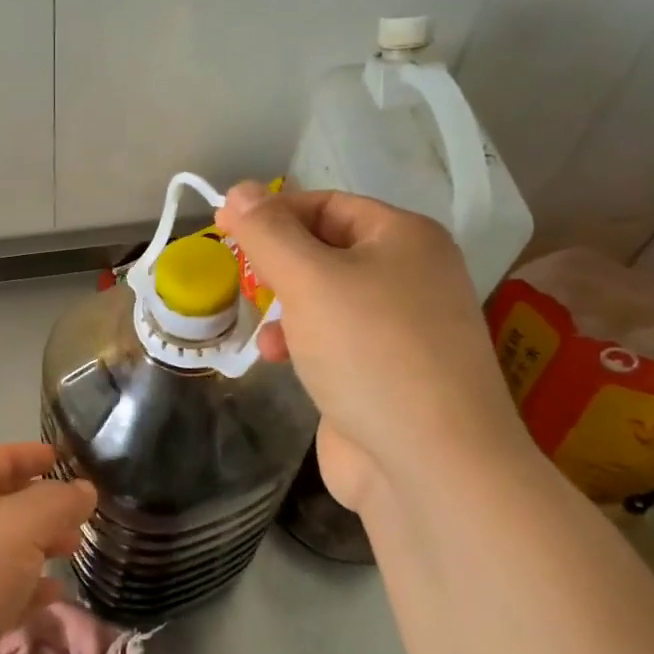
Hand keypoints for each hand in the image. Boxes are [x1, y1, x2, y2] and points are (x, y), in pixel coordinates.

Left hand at [0, 443, 96, 653]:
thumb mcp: (23, 526)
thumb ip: (59, 502)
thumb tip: (85, 489)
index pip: (1, 457)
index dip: (33, 454)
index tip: (69, 459)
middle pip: (5, 503)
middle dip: (44, 505)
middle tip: (82, 514)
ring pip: (6, 548)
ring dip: (40, 546)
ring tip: (74, 550)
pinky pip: (2, 592)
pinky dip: (29, 590)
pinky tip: (54, 595)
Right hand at [215, 184, 531, 511]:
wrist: (430, 462)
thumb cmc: (369, 352)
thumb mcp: (309, 280)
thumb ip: (268, 232)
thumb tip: (238, 190)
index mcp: (405, 238)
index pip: (327, 204)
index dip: (273, 212)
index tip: (223, 229)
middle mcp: (410, 275)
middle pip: (326, 250)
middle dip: (278, 265)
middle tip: (241, 278)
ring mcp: (402, 328)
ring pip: (326, 298)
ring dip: (286, 308)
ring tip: (263, 332)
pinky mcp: (387, 372)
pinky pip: (335, 339)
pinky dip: (302, 342)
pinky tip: (280, 361)